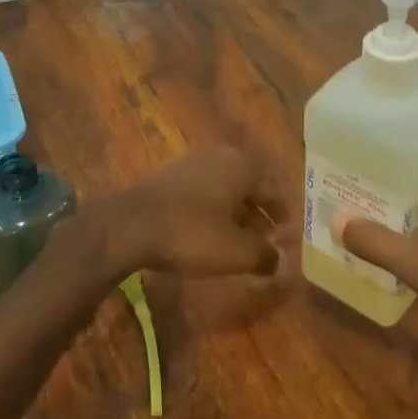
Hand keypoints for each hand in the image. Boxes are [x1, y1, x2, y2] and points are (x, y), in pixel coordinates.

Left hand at [93, 145, 287, 279]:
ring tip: (238, 245)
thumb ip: (265, 255)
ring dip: (234, 217)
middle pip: (248, 189)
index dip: (282, 216)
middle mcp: (219, 158)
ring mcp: (190, 167)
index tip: (287, 236)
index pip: (274, 191)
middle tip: (265, 242)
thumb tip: (277, 260)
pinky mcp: (168, 181)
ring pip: (224, 193)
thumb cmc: (194, 233)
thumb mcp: (238, 252)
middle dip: (258, 216)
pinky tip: (207, 238)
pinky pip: (202, 198)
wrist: (130, 226)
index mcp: (243, 166)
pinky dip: (211, 216)